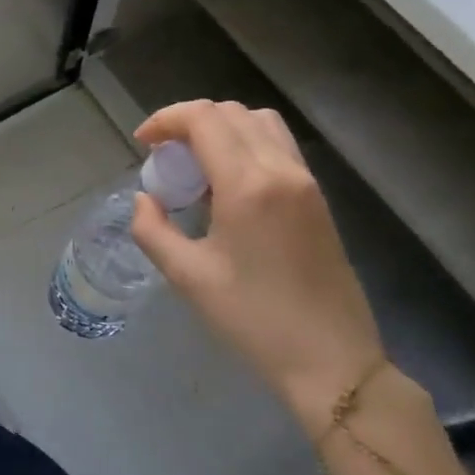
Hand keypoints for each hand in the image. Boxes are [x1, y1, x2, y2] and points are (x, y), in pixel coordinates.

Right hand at [129, 100, 384, 427]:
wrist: (332, 361)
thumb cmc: (253, 319)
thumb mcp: (187, 277)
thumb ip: (152, 229)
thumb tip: (144, 199)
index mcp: (248, 184)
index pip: (204, 119)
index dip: (166, 119)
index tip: (143, 144)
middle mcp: (281, 170)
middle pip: (231, 113)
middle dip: (189, 122)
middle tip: (163, 156)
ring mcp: (305, 182)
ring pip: (259, 123)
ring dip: (221, 128)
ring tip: (194, 164)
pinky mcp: (317, 198)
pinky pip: (278, 146)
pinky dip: (245, 144)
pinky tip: (226, 184)